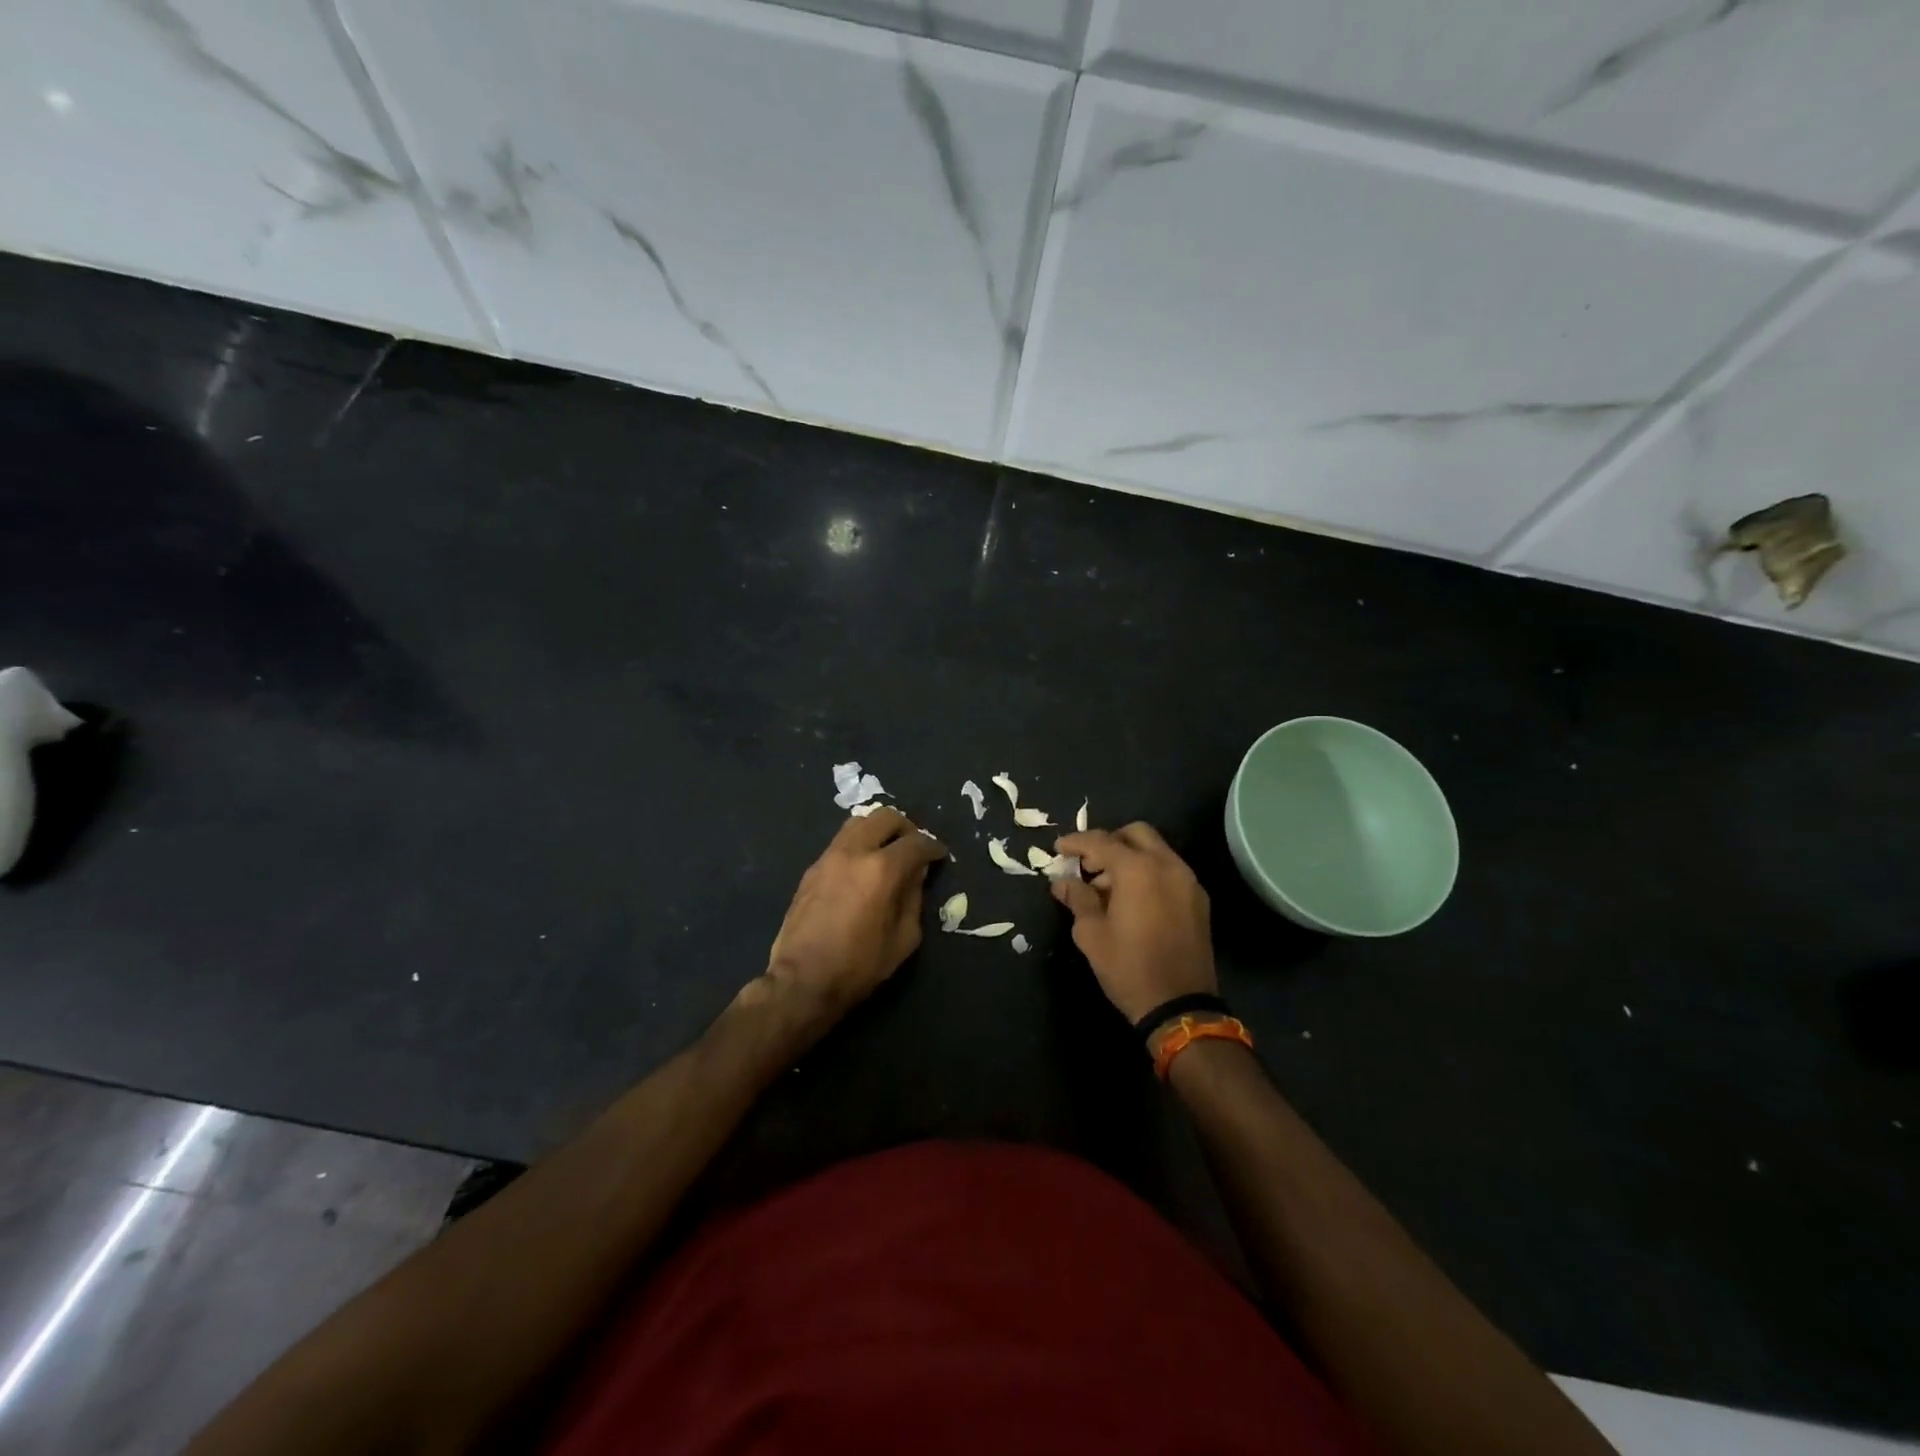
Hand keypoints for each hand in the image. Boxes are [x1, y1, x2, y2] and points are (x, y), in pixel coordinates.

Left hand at [751, 808, 945, 1033]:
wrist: (801, 981)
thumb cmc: (859, 966)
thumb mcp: (904, 938)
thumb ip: (914, 899)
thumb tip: (916, 875)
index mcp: (881, 869)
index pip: (916, 842)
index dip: (933, 847)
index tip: (939, 856)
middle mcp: (854, 852)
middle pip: (885, 817)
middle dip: (906, 828)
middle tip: (914, 848)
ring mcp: (828, 857)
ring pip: (858, 822)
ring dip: (878, 831)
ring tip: (887, 852)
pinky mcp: (812, 869)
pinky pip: (841, 842)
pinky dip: (858, 845)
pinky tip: (862, 869)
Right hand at [1051, 823, 1216, 1024]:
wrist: (1181, 1007)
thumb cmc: (1129, 968)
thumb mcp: (1091, 934)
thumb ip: (1077, 898)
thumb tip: (1062, 881)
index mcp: (1138, 869)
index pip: (1101, 842)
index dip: (1076, 842)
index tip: (1058, 849)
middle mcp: (1167, 865)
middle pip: (1135, 834)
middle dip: (1108, 842)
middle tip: (1087, 864)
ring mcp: (1188, 881)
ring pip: (1155, 850)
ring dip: (1129, 857)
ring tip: (1106, 887)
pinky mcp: (1198, 900)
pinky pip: (1169, 870)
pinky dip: (1148, 872)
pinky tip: (1132, 899)